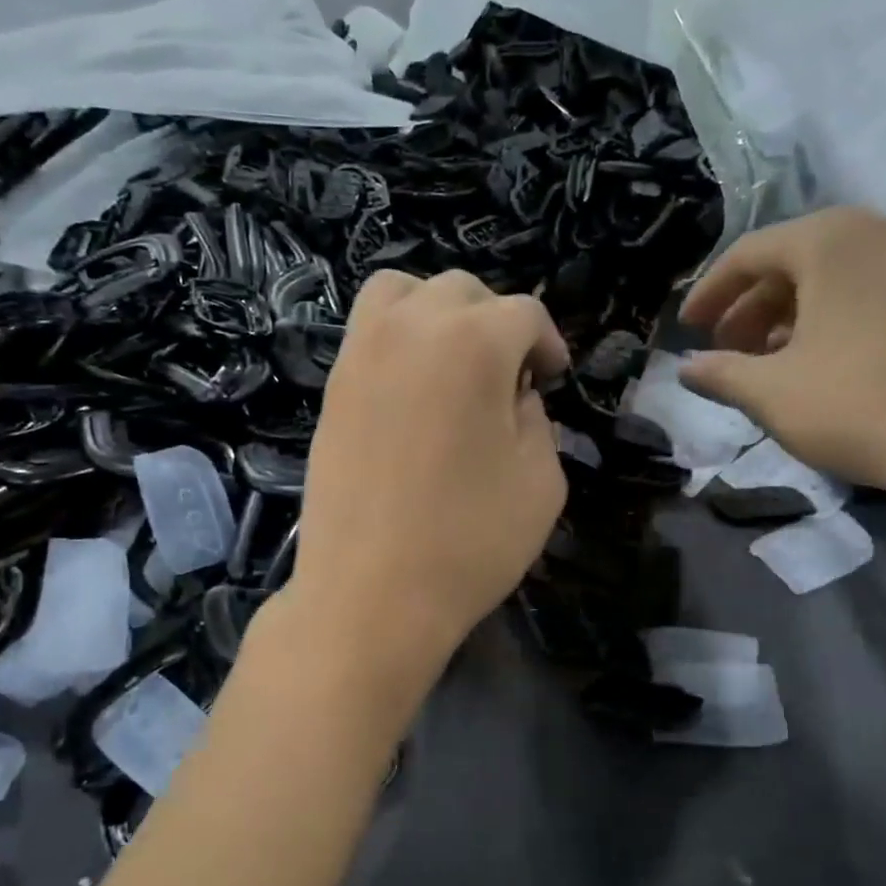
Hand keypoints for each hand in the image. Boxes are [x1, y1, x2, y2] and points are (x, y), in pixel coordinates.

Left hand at [292, 269, 569, 667]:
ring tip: (454, 363)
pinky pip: (367, 331)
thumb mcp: (542, 482)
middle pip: (463, 290)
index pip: (524, 313)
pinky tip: (413, 389)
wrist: (370, 595)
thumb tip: (513, 394)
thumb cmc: (469, 543)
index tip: (554, 377)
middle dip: (496, 322)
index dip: (548, 342)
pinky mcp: (332, 387)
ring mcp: (361, 354)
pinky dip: (397, 337)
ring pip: (401, 292)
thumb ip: (537, 419)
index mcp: (474, 343)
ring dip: (438, 313)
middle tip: (509, 375)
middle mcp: (412, 328)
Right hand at [678, 209, 885, 499]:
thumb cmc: (853, 405)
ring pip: (834, 276)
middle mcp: (880, 233)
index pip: (749, 253)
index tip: (687, 329)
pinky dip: (833, 317)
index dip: (709, 292)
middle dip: (750, 305)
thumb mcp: (769, 391)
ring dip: (789, 313)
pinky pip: (871, 290)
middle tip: (724, 348)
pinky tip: (819, 360)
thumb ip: (719, 372)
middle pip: (794, 259)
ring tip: (765, 359)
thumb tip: (685, 368)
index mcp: (830, 241)